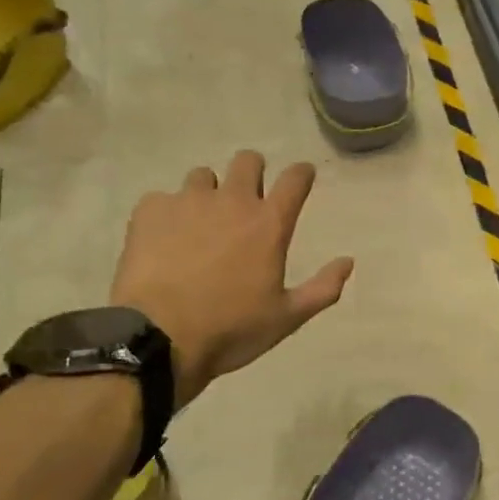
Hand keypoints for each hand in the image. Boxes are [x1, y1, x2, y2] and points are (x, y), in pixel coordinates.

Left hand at [111, 151, 352, 407]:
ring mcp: (188, 202)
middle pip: (248, 161)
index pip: (295, 178)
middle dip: (253, 172)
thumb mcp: (287, 318)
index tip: (302, 177)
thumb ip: (323, 288)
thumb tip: (348, 262)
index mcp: (269, 224)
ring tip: (200, 224)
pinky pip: (163, 199)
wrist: (159, 339)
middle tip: (248, 198)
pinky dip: (168, 214)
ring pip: (203, 176)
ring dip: (208, 193)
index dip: (302, 173)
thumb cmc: (232, 329)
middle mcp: (232, 201)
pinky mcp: (150, 211)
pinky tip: (164, 241)